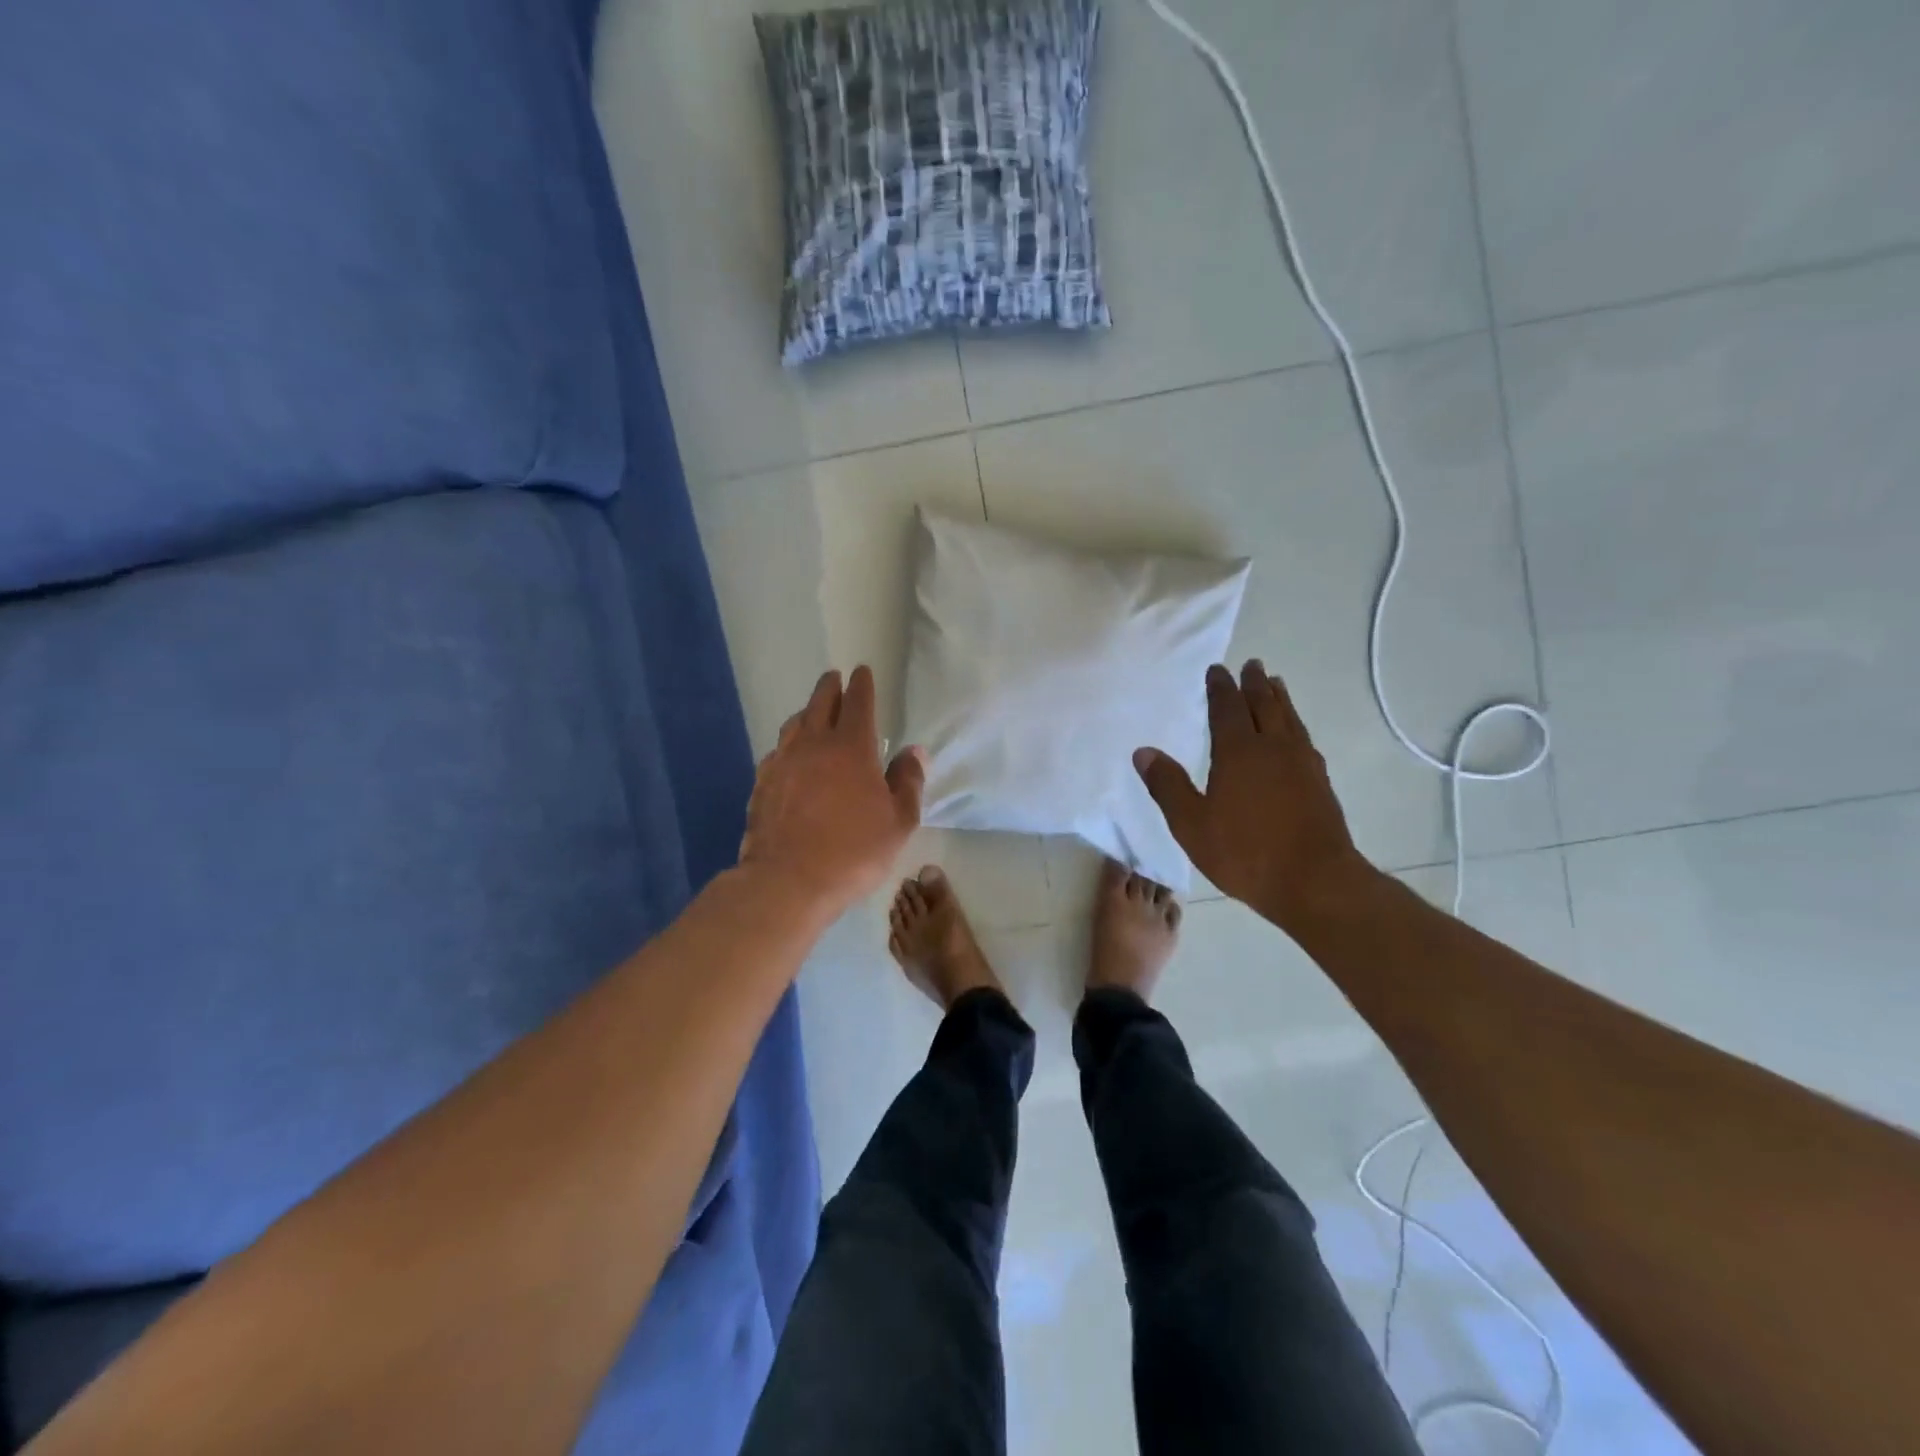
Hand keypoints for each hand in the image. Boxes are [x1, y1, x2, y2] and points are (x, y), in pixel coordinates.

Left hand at [741, 667, 925, 915]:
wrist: (787, 880)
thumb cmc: (853, 851)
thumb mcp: (898, 822)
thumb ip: (908, 782)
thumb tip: (914, 752)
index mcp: (851, 747)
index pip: (858, 703)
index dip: (862, 685)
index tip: (862, 671)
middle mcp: (813, 745)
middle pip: (820, 703)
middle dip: (830, 687)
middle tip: (835, 678)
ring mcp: (782, 763)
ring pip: (794, 725)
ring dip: (806, 712)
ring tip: (812, 712)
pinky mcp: (762, 785)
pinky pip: (777, 753)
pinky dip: (788, 745)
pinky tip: (789, 756)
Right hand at [1134, 661, 1378, 932]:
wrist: (1315, 881)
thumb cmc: (1245, 853)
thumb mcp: (1191, 824)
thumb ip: (1168, 785)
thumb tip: (1143, 751)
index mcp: (1239, 752)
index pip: (1227, 709)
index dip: (1220, 688)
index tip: (1217, 670)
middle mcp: (1273, 748)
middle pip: (1264, 705)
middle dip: (1254, 684)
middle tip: (1251, 664)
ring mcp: (1302, 764)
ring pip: (1290, 718)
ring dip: (1280, 698)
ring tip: (1275, 683)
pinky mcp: (1320, 782)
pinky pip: (1304, 739)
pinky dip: (1296, 724)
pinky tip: (1296, 734)